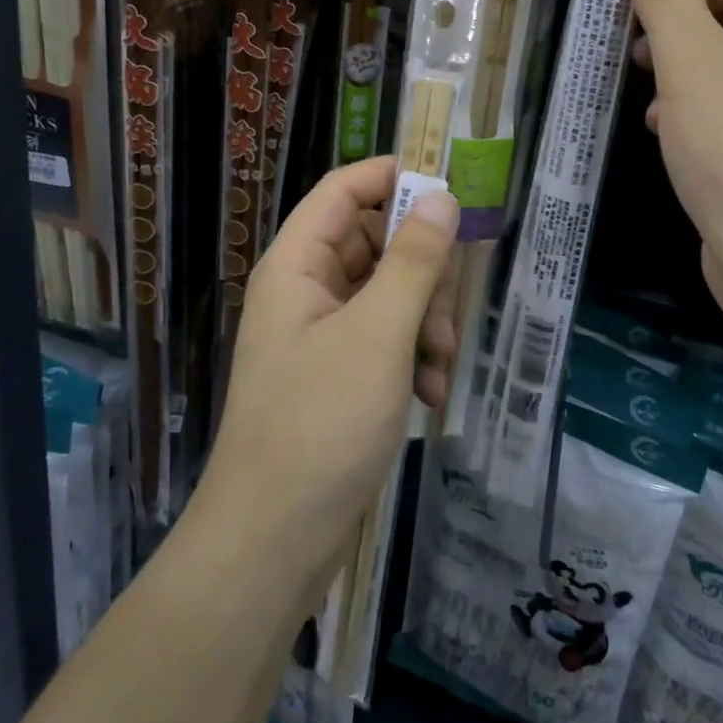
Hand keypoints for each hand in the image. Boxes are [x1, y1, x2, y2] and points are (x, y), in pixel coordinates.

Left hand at [201, 157, 458, 577]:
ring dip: (424, 322)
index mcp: (297, 264)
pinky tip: (429, 397)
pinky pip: (384, 338)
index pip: (344, 189)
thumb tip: (442, 197)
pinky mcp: (337, 373)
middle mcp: (305, 289)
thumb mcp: (379, 334)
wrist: (273, 544)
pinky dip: (412, 357)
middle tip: (444, 313)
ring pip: (388, 293)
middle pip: (375, 241)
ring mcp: (321, 333)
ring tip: (438, 368)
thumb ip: (413, 260)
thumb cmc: (321, 425)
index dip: (394, 178)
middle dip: (421, 273)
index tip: (450, 191)